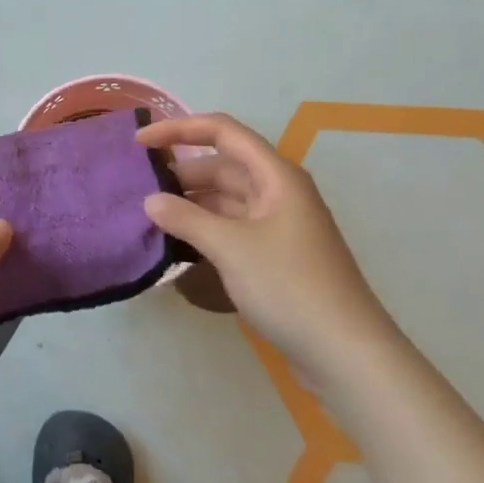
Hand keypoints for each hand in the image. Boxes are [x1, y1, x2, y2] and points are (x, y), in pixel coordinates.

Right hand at [138, 113, 392, 372]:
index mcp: (276, 176)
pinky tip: (177, 244)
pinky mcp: (274, 257)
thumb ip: (186, 219)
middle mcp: (278, 193)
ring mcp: (277, 226)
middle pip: (223, 167)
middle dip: (181, 173)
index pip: (223, 132)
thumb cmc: (290, 287)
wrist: (345, 354)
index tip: (140, 143)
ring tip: (149, 217)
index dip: (179, 129)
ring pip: (225, 201)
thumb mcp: (231, 248)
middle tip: (138, 190)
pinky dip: (204, 230)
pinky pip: (231, 229)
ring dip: (190, 204)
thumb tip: (150, 201)